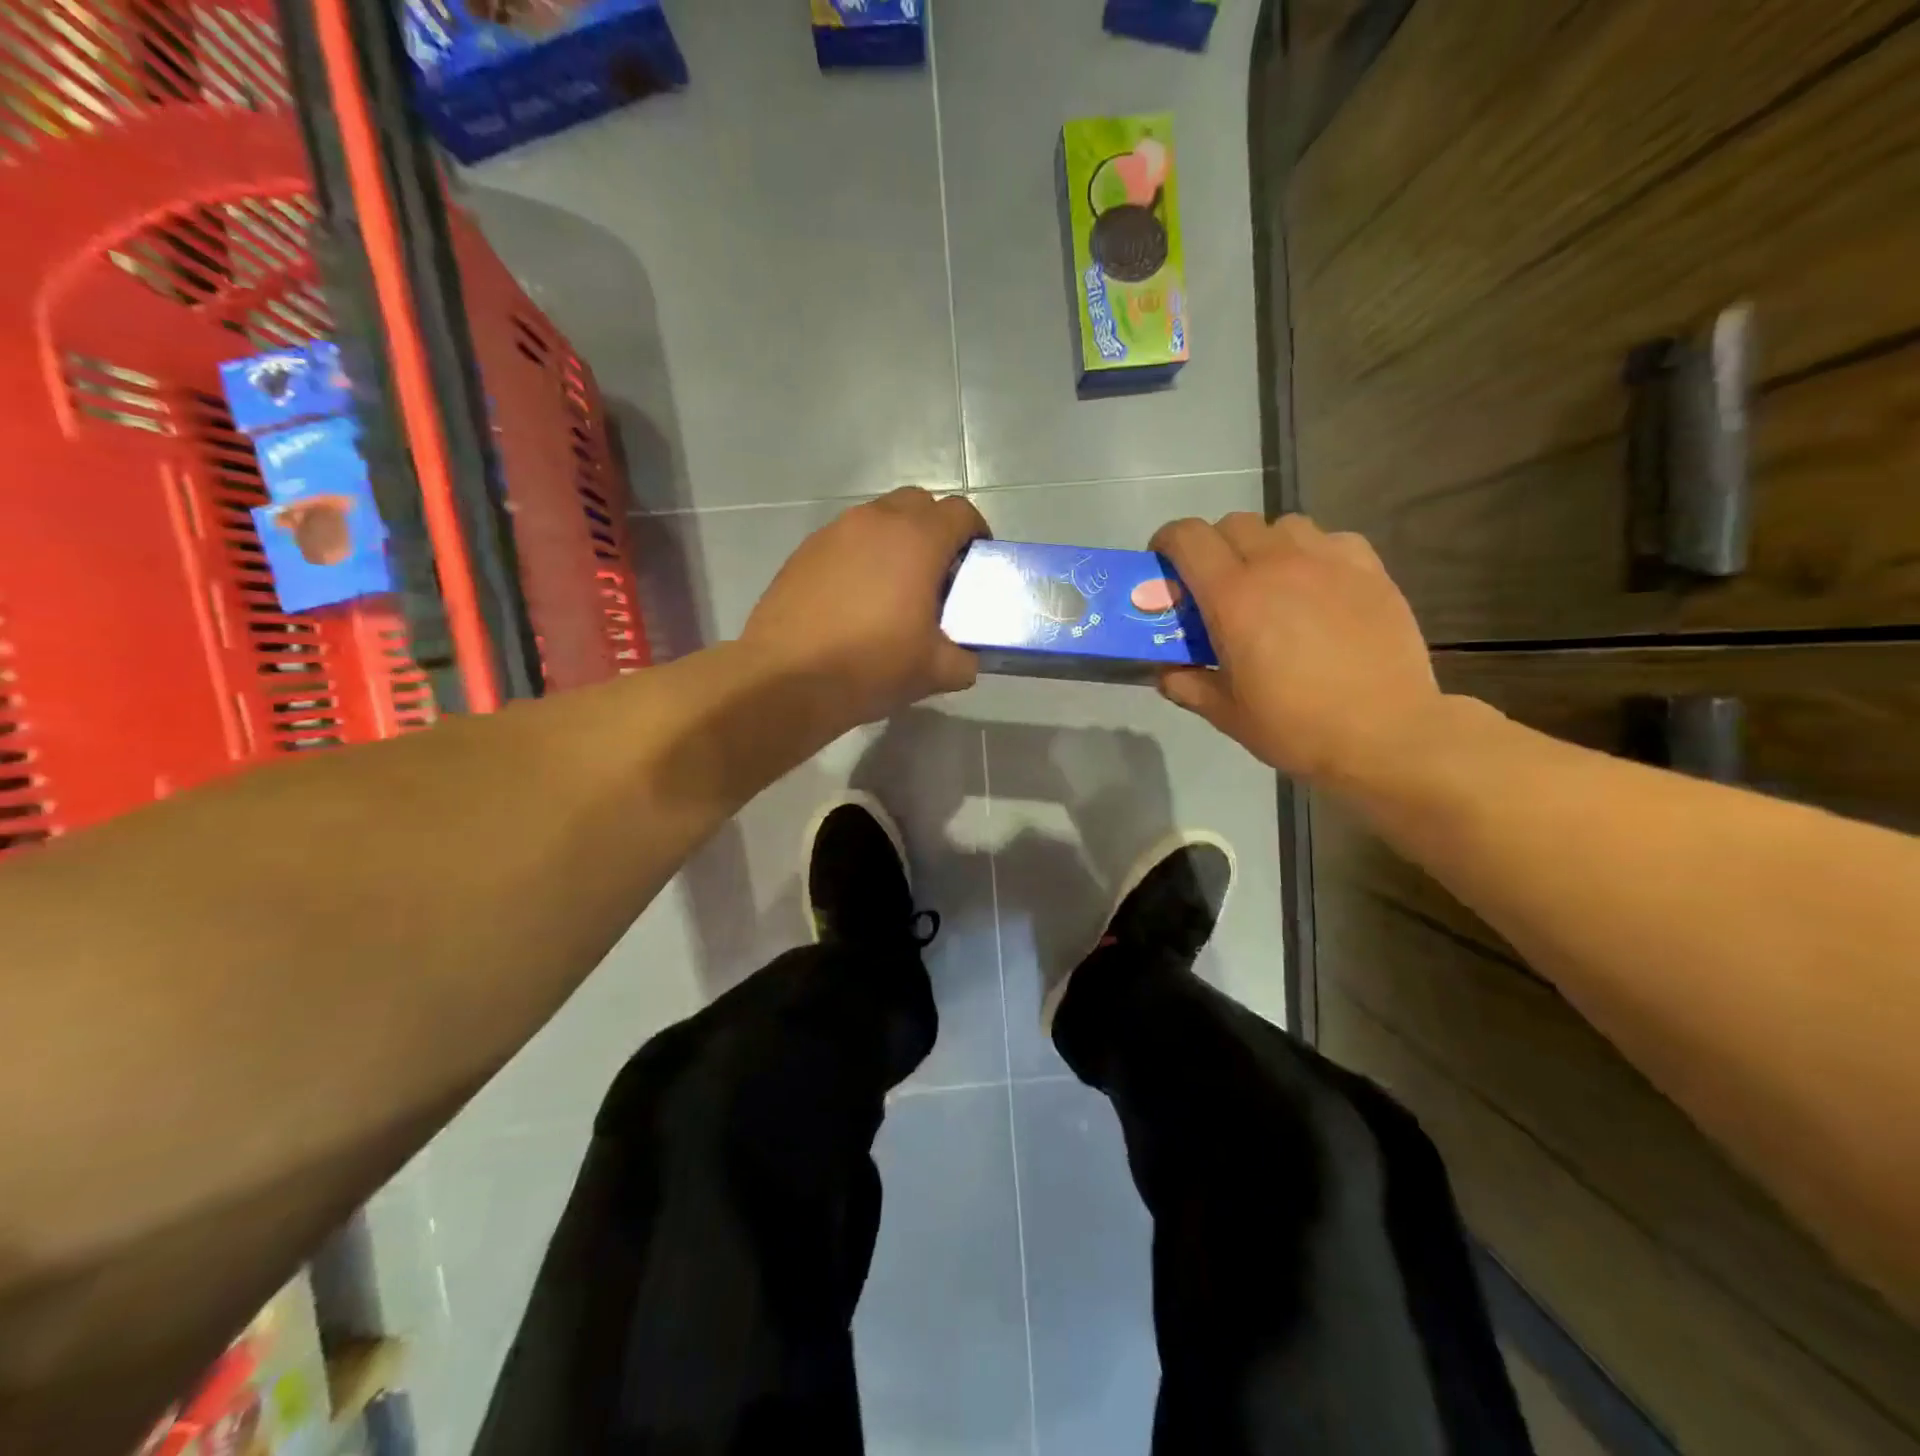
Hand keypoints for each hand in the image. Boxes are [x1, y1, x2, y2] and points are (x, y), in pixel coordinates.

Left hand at [743, 487, 987, 729]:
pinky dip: (860, 557)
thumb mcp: (935, 671)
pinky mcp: (804, 551)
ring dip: (895, 541)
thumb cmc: (871, 666)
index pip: (960, 513)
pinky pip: (845, 541)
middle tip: (938, 572)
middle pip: (918, 504)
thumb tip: (965, 658)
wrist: (786, 679)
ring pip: (878, 519)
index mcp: (917, 540)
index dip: (976, 533)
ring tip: (895, 587)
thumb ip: (963, 659)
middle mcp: (875, 522)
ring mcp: (834, 532)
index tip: (977, 561)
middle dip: (935, 529)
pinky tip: (855, 599)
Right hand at [1150, 513, 1442, 786]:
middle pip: (1232, 524)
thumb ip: (1187, 685)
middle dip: (1213, 547)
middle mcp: (1277, 564)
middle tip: (1215, 585)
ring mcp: (1328, 561)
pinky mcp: (1369, 568)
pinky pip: (1330, 540)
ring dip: (1263, 546)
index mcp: (1233, 597)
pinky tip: (1318, 587)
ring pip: (1282, 526)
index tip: (1164, 567)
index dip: (1167, 543)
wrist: (1386, 734)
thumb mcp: (1226, 714)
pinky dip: (1312, 554)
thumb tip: (1166, 670)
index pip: (1188, 538)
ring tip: (1270, 583)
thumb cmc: (1296, 726)